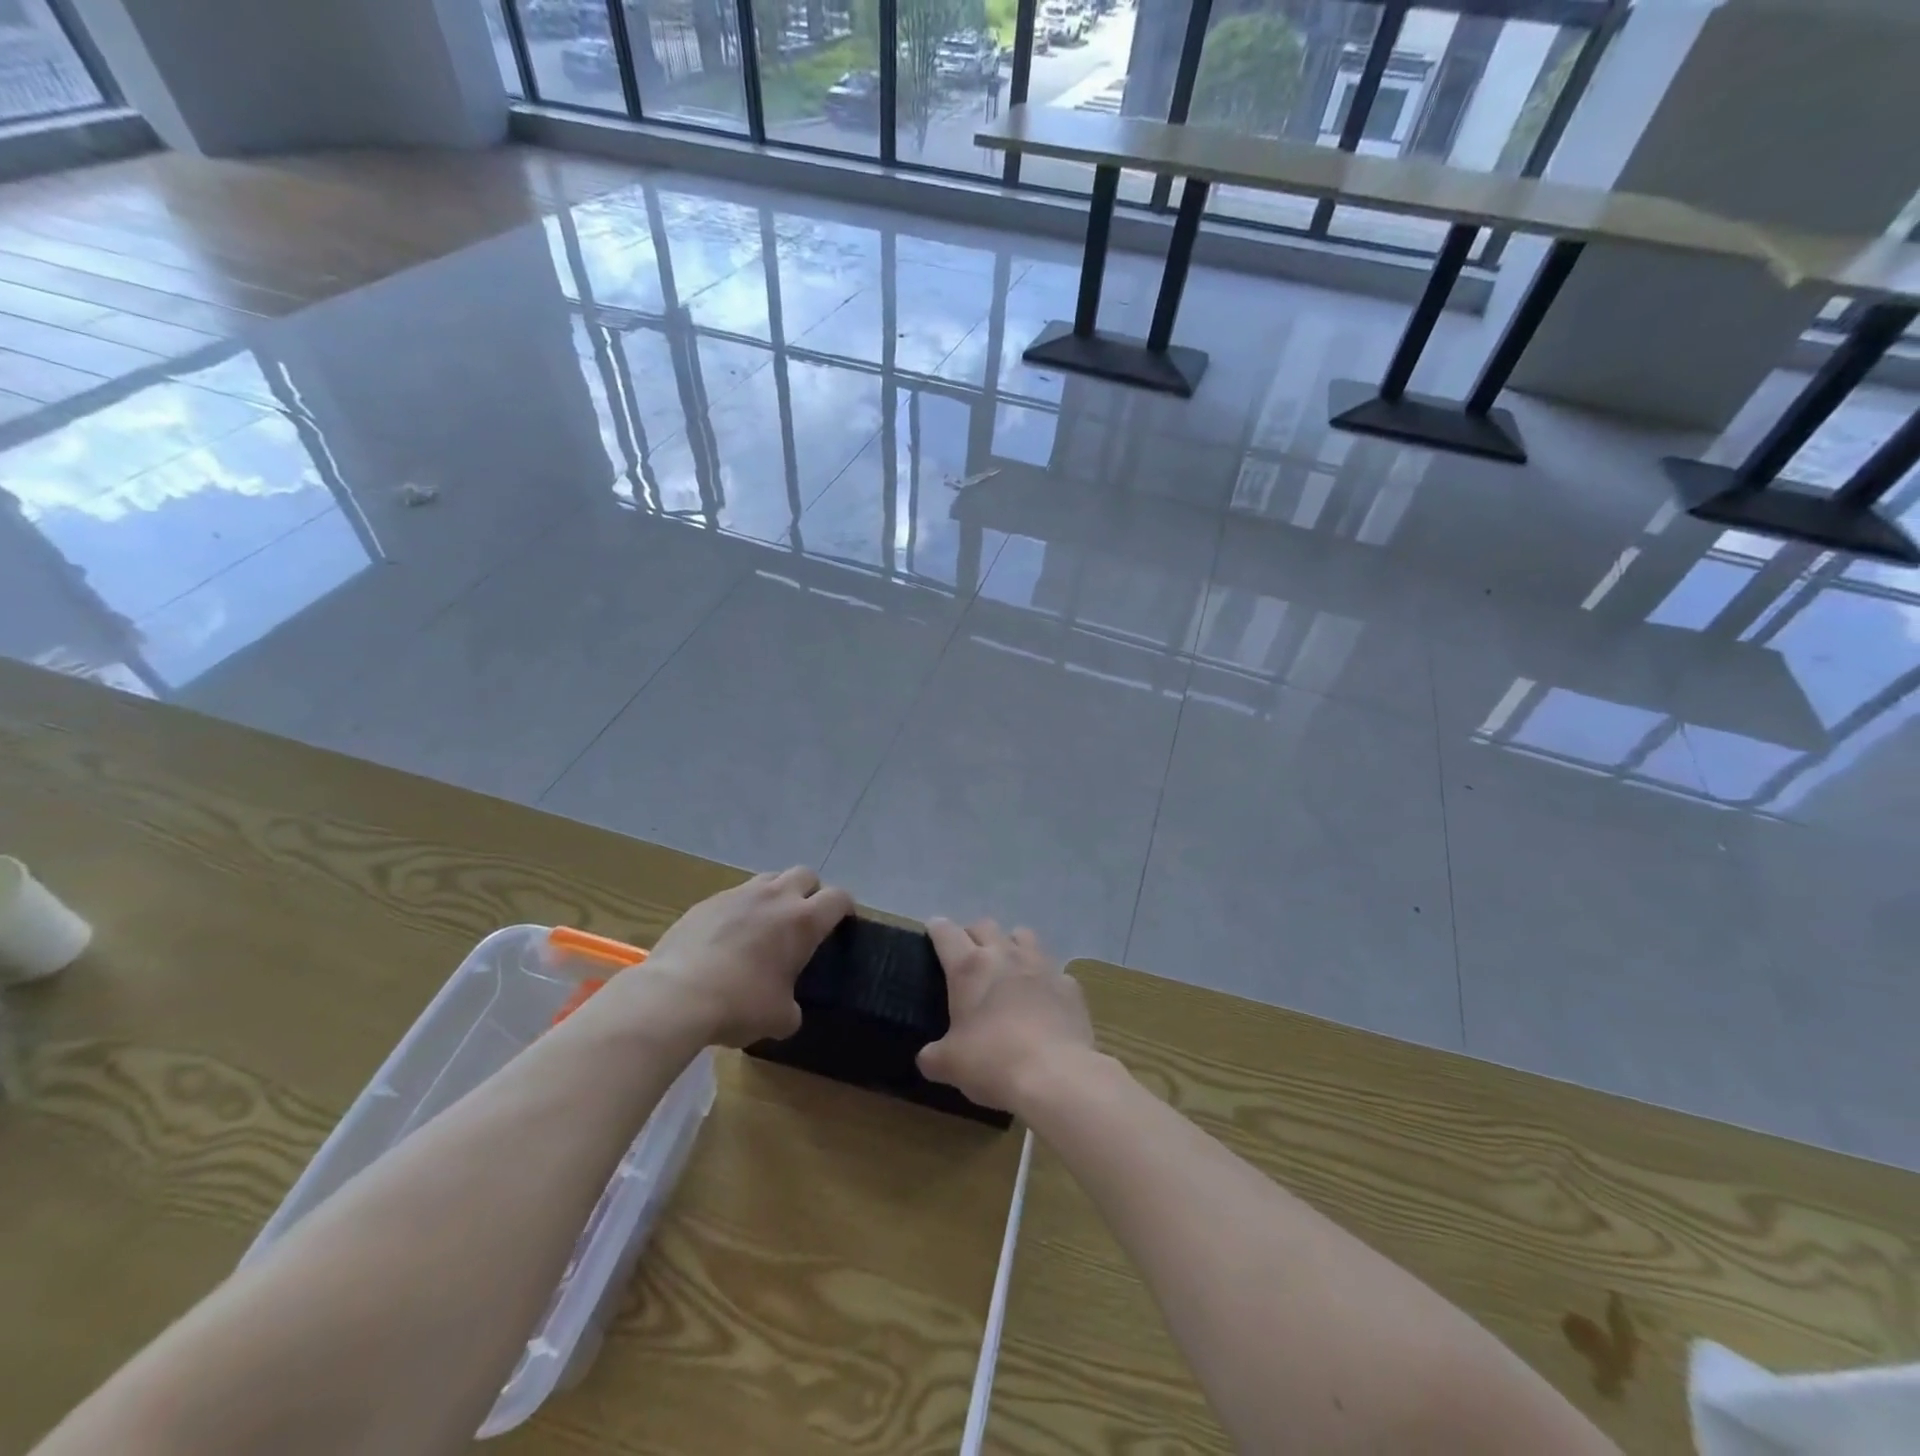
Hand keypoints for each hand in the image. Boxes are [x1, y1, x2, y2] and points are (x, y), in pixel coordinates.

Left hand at [645, 868, 851, 1045]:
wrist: (675, 995)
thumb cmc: (739, 1004)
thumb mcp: (778, 1018)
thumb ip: (792, 1007)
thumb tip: (787, 1009)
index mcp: (803, 921)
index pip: (839, 898)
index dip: (845, 908)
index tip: (843, 924)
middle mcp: (775, 897)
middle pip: (805, 874)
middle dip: (811, 892)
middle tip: (804, 920)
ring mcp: (738, 894)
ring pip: (769, 879)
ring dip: (775, 895)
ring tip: (766, 925)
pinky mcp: (706, 902)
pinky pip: (734, 896)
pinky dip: (740, 910)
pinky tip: (728, 938)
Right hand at [916, 918, 1093, 1113]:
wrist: (1056, 1075)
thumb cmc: (993, 1062)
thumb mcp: (949, 1065)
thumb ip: (933, 1056)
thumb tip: (928, 1058)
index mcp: (969, 968)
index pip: (946, 933)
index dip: (937, 929)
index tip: (933, 931)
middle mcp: (1005, 955)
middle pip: (985, 925)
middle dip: (973, 935)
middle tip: (968, 956)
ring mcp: (1042, 966)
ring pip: (1023, 936)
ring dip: (1011, 944)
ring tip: (1007, 966)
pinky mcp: (1069, 985)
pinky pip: (1053, 971)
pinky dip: (1044, 979)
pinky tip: (1042, 999)